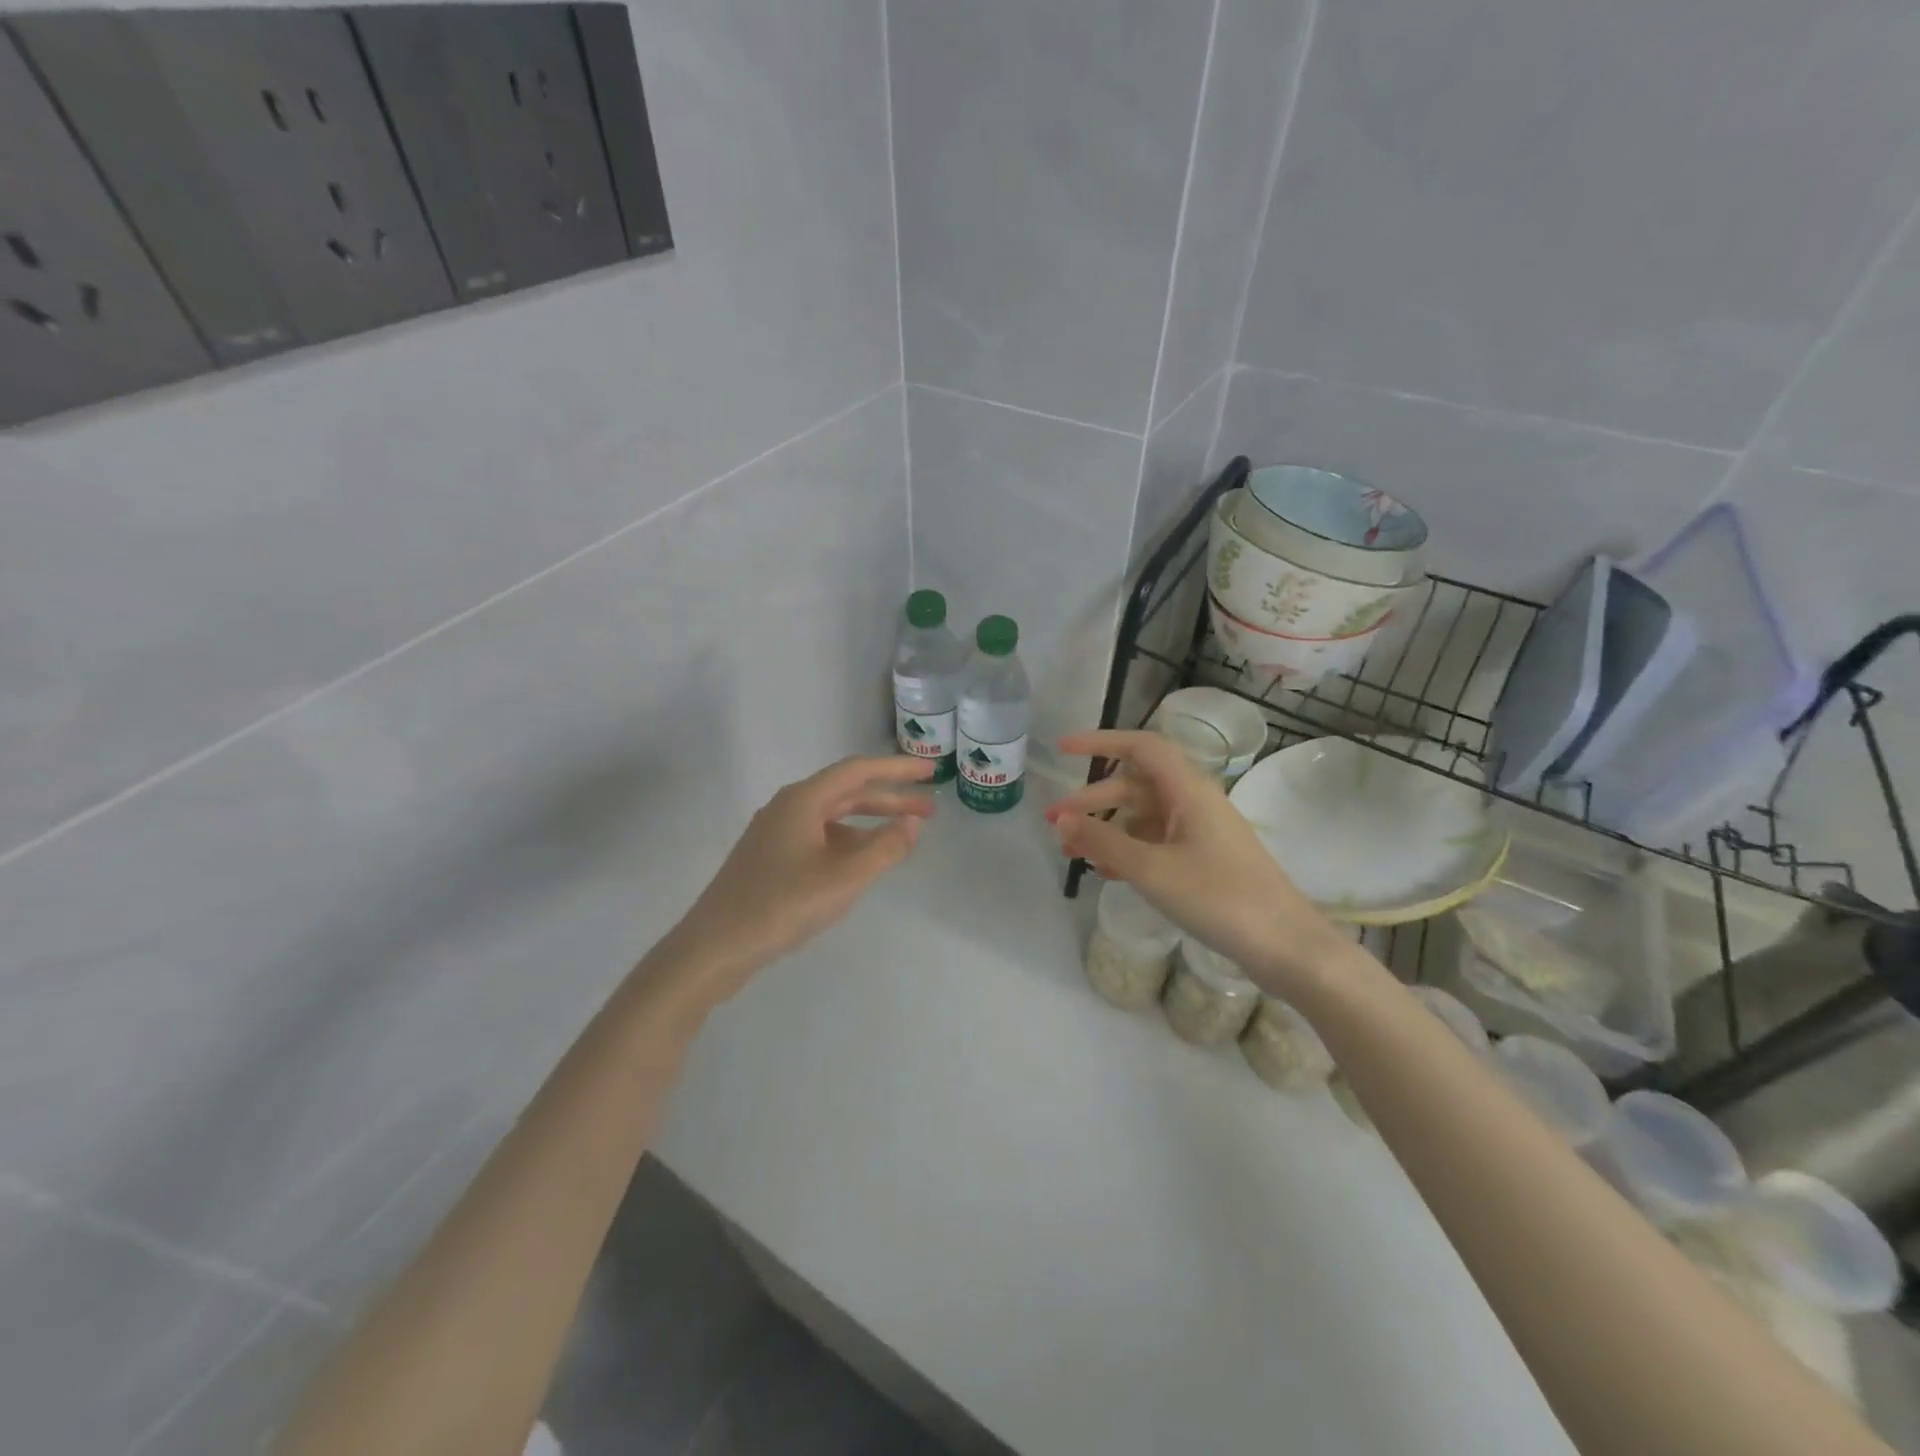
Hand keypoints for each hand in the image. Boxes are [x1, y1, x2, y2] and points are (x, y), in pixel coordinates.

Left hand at [660, 755, 934, 1003]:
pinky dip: (848, 841)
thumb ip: (885, 848)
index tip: (931, 771)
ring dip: (870, 822)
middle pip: (847, 792)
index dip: (898, 768)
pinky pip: (819, 837)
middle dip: (890, 798)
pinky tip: (862, 862)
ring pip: (833, 817)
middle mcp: (788, 807)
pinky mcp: (770, 857)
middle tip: (930, 809)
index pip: (858, 771)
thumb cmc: (781, 907)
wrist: (714, 948)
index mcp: (802, 800)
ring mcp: (775, 832)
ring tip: (903, 836)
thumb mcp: (844, 879)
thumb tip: (913, 821)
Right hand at [1045, 730, 1343, 987]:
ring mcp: (1201, 831)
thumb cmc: (1219, 898)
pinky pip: (1157, 842)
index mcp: (1189, 790)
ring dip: (1106, 829)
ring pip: (1143, 816)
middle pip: (1134, 786)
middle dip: (1091, 800)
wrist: (1285, 946)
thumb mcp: (1152, 870)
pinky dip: (1128, 850)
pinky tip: (1108, 872)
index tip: (1062, 750)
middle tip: (1054, 823)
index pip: (1141, 747)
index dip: (1100, 742)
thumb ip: (1103, 842)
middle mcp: (1195, 802)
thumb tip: (1064, 819)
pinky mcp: (1205, 859)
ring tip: (1073, 852)